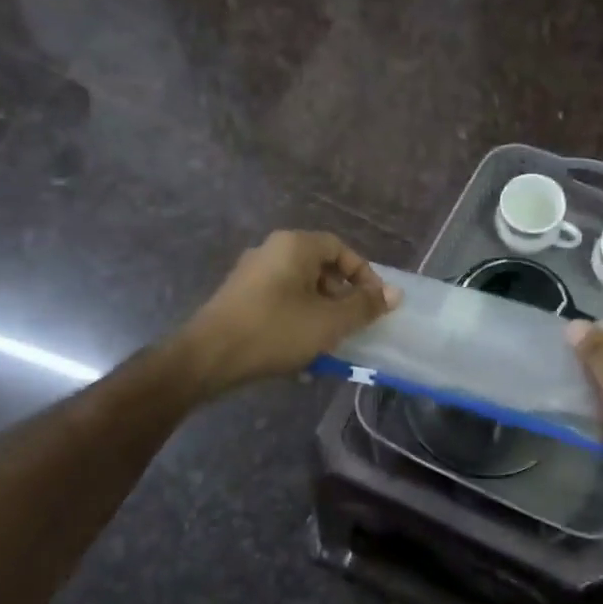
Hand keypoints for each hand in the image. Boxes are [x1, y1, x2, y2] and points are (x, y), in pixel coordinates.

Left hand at [179, 231, 399, 394]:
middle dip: (342, 296)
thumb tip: (395, 293)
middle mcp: (271, 251)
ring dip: (320, 312)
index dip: (363, 273)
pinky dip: (297, 319)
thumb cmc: (275, 331)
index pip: (340, 248)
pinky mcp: (238, 298)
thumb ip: (364, 306)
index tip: (374, 302)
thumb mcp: (329, 322)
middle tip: (353, 323)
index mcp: (294, 246)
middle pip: (319, 267)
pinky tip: (300, 350)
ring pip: (300, 288)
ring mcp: (251, 274)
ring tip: (330, 341)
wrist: (208, 357)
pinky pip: (279, 302)